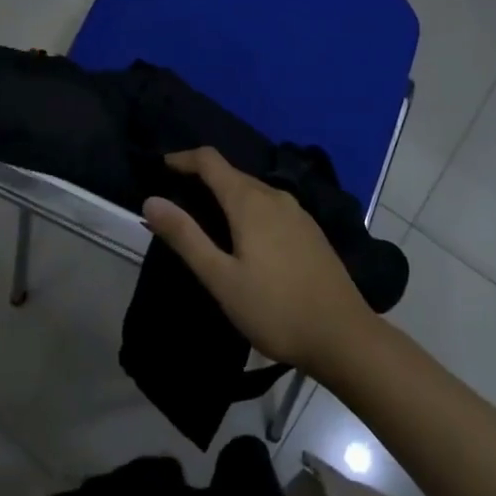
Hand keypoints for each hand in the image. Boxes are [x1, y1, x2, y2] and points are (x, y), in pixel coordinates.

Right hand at [143, 147, 375, 374]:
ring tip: (205, 217)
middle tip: (176, 198)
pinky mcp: (310, 230)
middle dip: (202, 177)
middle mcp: (274, 195)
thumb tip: (151, 200)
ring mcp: (297, 211)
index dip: (183, 158)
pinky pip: (269, 205)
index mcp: (249, 201)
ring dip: (225, 194)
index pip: (210, 160)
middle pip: (231, 173)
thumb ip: (186, 237)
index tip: (161, 167)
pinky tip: (244, 235)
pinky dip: (247, 207)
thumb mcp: (221, 279)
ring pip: (252, 189)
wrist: (344, 336)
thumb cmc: (276, 309)